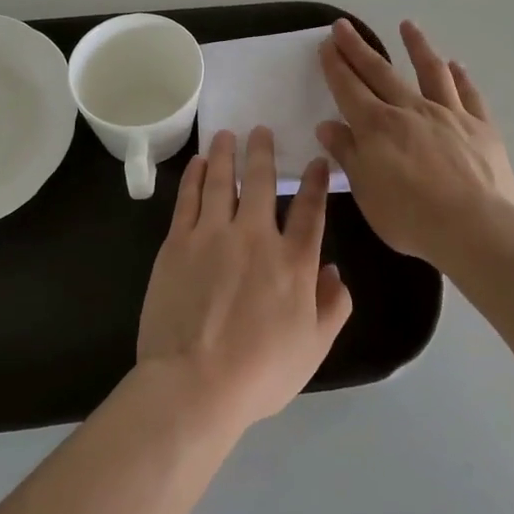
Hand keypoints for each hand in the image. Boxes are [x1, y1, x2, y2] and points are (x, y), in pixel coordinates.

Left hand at [136, 127, 352, 431]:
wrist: (194, 384)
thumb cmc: (260, 373)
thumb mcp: (313, 347)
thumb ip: (333, 306)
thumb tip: (335, 271)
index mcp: (294, 262)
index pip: (310, 210)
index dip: (315, 182)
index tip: (316, 161)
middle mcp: (256, 237)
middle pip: (262, 183)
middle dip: (264, 152)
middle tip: (262, 130)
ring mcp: (213, 235)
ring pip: (223, 181)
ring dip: (227, 154)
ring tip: (227, 134)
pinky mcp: (178, 243)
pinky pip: (188, 199)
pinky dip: (195, 177)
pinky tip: (199, 163)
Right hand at [317, 20, 513, 266]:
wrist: (476, 227)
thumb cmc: (411, 218)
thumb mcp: (366, 193)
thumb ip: (348, 155)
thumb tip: (328, 126)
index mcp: (377, 127)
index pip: (349, 88)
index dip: (335, 65)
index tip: (326, 43)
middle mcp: (410, 110)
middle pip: (380, 71)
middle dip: (358, 48)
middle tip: (344, 26)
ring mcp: (449, 114)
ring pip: (430, 71)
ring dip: (416, 46)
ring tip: (408, 26)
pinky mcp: (480, 126)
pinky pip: (468, 94)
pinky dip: (460, 76)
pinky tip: (455, 65)